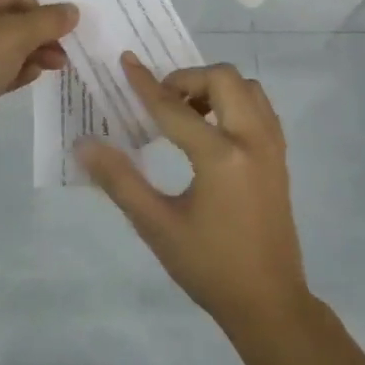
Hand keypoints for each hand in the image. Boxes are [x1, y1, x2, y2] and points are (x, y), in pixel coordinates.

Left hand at [0, 0, 76, 155]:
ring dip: (28, 54)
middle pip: (6, 19)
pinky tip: (30, 78)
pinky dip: (10, 70)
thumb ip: (47, 21)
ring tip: (55, 67)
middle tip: (64, 54)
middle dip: (38, 36)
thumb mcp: (14, 36)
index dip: (42, 10)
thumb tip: (72, 10)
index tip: (65, 31)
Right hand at [79, 54, 308, 332]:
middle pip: (224, 79)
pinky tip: (211, 132)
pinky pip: (260, 109)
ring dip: (215, 88)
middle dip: (188, 80)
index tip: (126, 61)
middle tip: (162, 102)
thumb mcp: (156, 225)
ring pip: (248, 89)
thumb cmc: (208, 266)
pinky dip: (235, 103)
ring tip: (187, 115)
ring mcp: (272, 148)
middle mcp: (253, 141)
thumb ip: (120, 180)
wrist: (268, 302)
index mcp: (221, 157)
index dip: (146, 85)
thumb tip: (84, 145)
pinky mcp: (280, 158)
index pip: (175, 108)